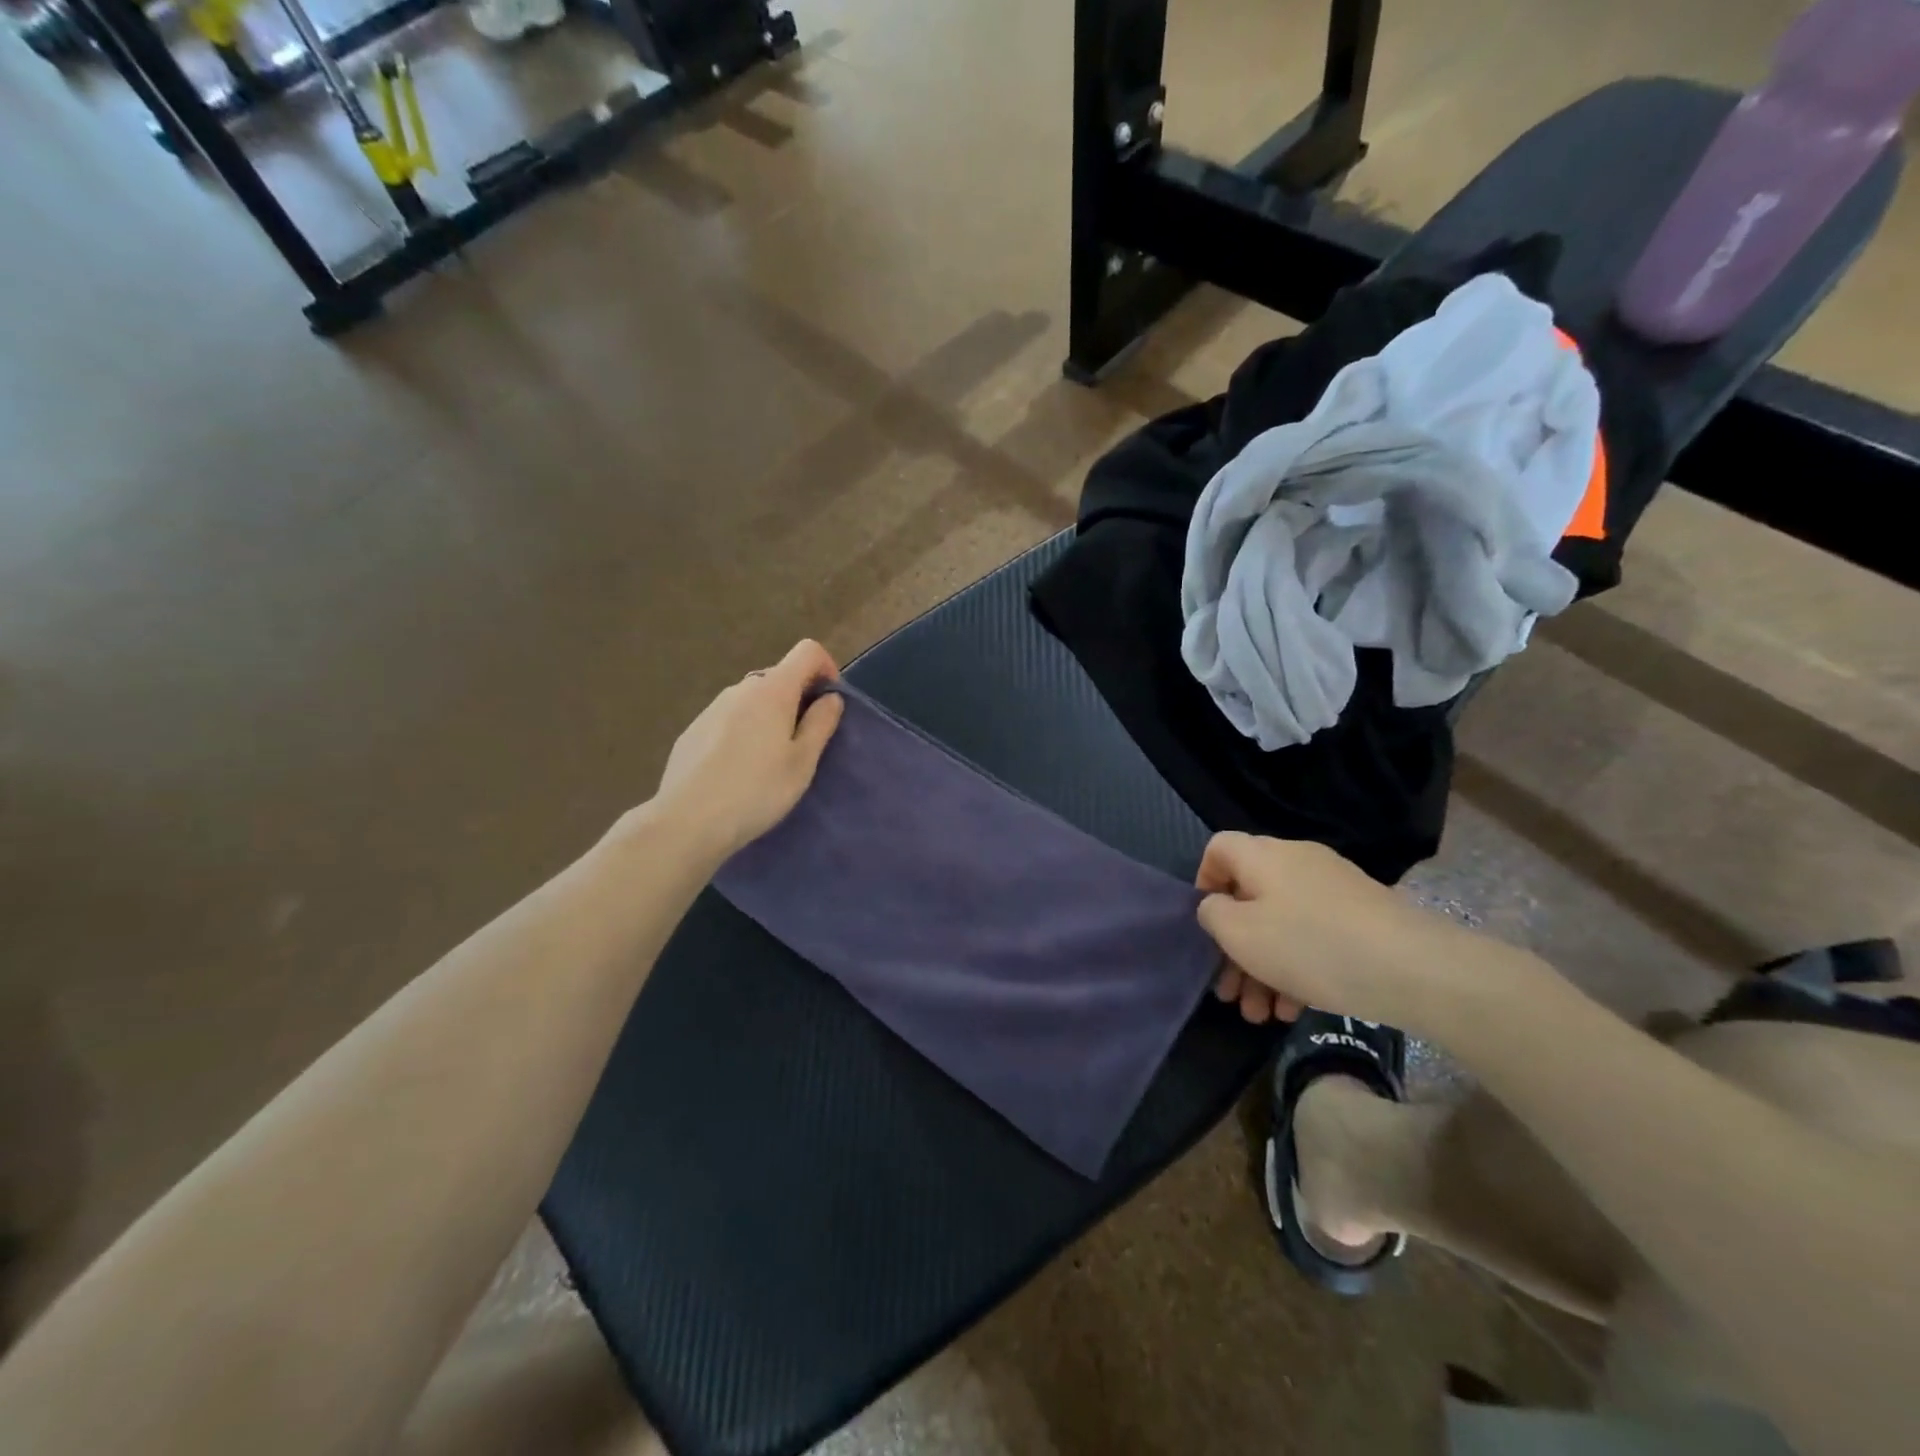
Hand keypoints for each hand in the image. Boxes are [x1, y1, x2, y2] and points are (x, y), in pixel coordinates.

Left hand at [646, 640, 844, 865]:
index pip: (807, 651)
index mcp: (773, 691)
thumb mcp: (802, 762)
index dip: (826, 667)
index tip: (830, 703)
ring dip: (770, 717)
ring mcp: (712, 708)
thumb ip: (821, 723)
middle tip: (805, 742)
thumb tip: (831, 697)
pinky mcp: (693, 730)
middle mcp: (740, 689)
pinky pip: (729, 719)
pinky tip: (738, 771)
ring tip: (770, 761)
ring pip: (752, 699)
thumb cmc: (757, 791)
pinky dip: (743, 732)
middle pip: (779, 676)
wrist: (687, 821)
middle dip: (798, 699)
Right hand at [1196, 832, 1438, 1026]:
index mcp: (1264, 856)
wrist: (1414, 969)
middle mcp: (1297, 862)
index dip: (1203, 882)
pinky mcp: (1362, 917)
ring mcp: (1333, 889)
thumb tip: (1216, 905)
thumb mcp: (1240, 934)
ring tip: (1261, 1016)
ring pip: (1281, 923)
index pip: (1219, 849)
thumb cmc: (1310, 945)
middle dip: (1234, 948)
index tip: (1205, 925)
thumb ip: (1212, 915)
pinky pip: (1314, 936)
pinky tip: (1295, 1009)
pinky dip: (1297, 967)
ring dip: (1263, 968)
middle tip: (1229, 993)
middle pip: (1250, 897)